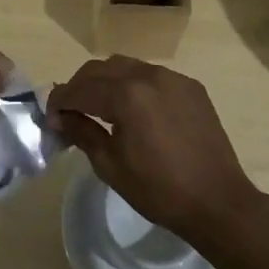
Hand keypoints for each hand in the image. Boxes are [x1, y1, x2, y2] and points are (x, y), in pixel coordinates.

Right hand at [47, 56, 262, 244]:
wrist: (218, 201)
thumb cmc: (159, 190)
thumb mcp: (111, 166)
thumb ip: (83, 133)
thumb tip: (61, 118)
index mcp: (126, 95)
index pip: (80, 89)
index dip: (60, 102)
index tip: (50, 117)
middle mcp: (148, 75)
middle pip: (101, 68)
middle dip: (80, 86)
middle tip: (70, 111)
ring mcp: (173, 77)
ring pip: (127, 66)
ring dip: (107, 81)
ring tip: (100, 107)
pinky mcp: (191, 86)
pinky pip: (152, 76)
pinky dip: (134, 85)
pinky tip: (135, 110)